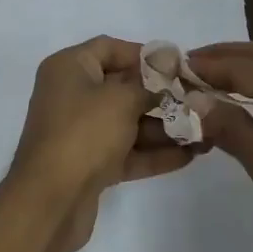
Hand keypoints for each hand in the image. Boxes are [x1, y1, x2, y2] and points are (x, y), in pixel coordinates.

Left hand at [8, 36, 195, 251]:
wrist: (49, 203)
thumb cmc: (84, 134)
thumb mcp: (121, 99)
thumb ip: (149, 85)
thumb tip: (168, 69)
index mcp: (69, 68)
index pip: (110, 48)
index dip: (145, 55)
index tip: (178, 67)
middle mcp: (71, 95)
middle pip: (122, 87)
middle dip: (161, 96)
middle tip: (198, 101)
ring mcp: (80, 132)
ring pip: (127, 123)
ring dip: (163, 127)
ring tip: (203, 131)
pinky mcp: (89, 165)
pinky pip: (126, 151)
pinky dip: (153, 153)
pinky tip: (189, 156)